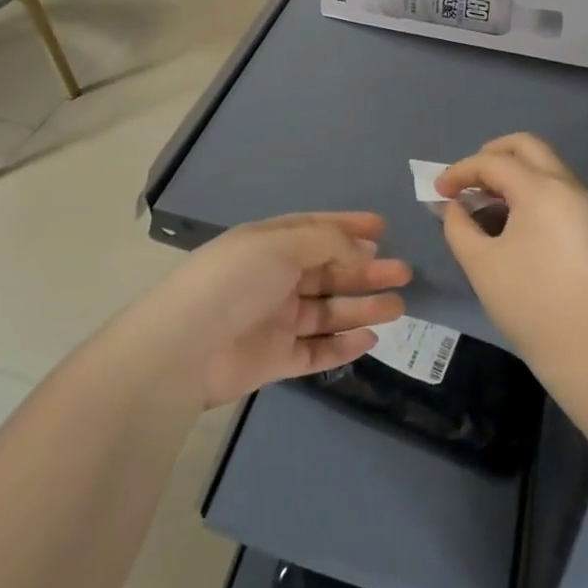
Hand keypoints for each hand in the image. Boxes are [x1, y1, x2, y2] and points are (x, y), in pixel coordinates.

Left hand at [135, 212, 410, 407]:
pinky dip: (343, 344)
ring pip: (328, 310)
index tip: (383, 229)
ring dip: (362, 306)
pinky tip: (370, 337)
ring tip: (398, 306)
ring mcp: (275, 320)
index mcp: (270, 244)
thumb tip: (360, 250)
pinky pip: (317, 349)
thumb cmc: (234, 282)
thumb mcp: (281, 245)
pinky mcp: (275, 359)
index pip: (317, 229)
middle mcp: (274, 278)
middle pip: (329, 271)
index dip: (349, 227)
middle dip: (365, 270)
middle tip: (403, 272)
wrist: (184, 348)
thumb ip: (326, 242)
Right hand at [435, 134, 587, 373]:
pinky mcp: (585, 222)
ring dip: (510, 170)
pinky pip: (553, 185)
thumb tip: (454, 207)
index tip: (437, 191)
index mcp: (539, 189)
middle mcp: (564, 185)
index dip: (460, 172)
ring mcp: (580, 203)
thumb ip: (458, 225)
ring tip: (482, 198)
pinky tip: (506, 215)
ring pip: (542, 163)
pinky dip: (527, 186)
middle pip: (525, 146)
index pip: (492, 162)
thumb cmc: (528, 302)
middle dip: (490, 154)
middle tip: (466, 179)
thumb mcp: (480, 263)